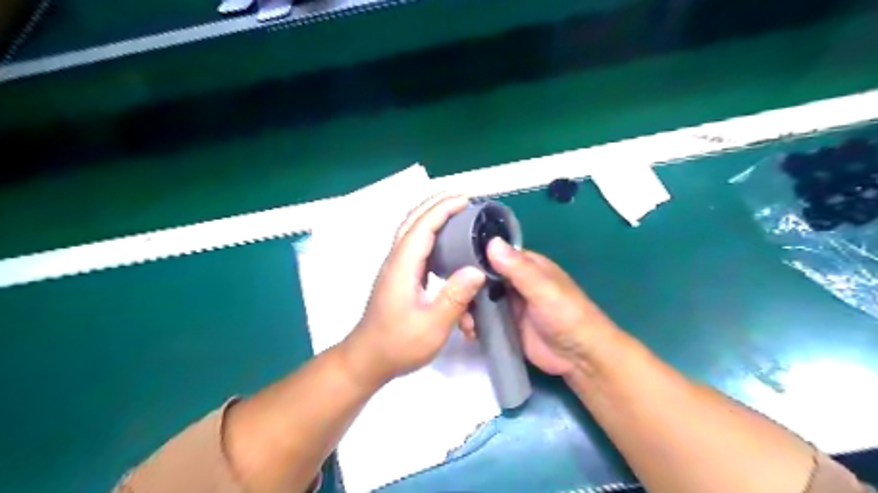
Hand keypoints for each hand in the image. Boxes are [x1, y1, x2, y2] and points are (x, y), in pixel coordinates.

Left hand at [338, 194, 485, 385]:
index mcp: (402, 267)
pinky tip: (445, 242)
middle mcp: (396, 261)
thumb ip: (455, 297)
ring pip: (411, 232)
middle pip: (412, 221)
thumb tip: (477, 270)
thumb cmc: (398, 345)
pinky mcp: (399, 277)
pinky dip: (429, 234)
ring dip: (432, 216)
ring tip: (456, 213)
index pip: (422, 227)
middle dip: (436, 204)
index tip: (465, 199)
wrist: (367, 359)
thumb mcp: (432, 326)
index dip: (442, 209)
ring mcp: (395, 268)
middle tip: (462, 198)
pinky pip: (414, 246)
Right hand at [460, 237, 615, 375]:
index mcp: (525, 266)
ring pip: (479, 299)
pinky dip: (474, 324)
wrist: (579, 357)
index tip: (450, 265)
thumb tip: (491, 242)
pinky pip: (483, 320)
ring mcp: (508, 304)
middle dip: (467, 288)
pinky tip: (470, 333)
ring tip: (465, 322)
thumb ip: (518, 268)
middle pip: (482, 278)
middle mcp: (514, 282)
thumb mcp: (543, 289)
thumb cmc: (566, 315)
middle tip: (454, 300)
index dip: (473, 258)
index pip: (494, 254)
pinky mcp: (505, 325)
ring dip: (468, 308)